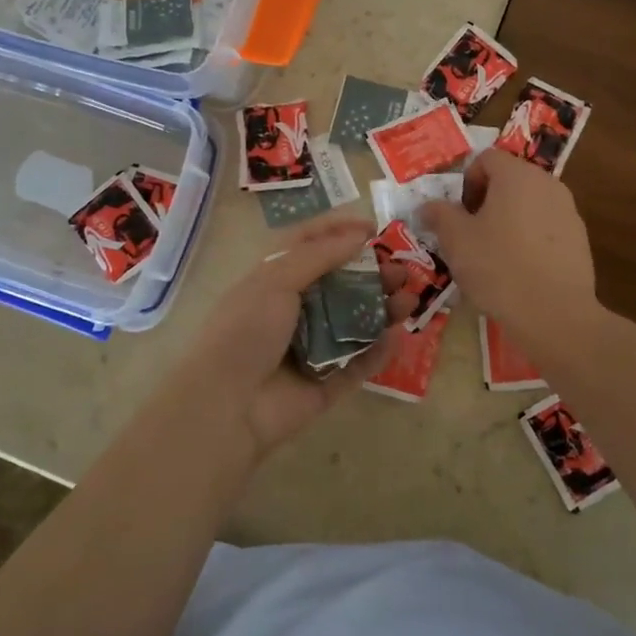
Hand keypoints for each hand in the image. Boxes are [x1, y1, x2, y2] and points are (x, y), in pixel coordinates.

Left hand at [164, 213, 404, 464]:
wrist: (226, 405)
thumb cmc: (246, 330)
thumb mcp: (275, 279)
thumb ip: (319, 255)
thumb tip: (357, 235)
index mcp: (273, 280)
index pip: (309, 247)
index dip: (339, 233)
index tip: (373, 230)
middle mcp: (293, 311)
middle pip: (341, 285)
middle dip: (373, 275)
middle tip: (402, 271)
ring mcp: (311, 348)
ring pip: (355, 323)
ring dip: (383, 310)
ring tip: (409, 302)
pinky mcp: (326, 384)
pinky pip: (358, 363)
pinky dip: (378, 351)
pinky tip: (398, 337)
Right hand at [418, 149, 600, 358]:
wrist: (555, 314)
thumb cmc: (498, 267)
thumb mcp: (456, 241)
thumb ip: (439, 215)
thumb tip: (427, 206)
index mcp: (517, 175)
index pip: (485, 158)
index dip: (466, 181)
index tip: (458, 214)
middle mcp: (547, 183)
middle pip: (509, 179)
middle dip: (486, 201)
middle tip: (470, 235)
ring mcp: (568, 211)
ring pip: (528, 204)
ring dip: (507, 220)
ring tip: (493, 255)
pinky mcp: (579, 239)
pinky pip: (545, 228)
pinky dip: (529, 239)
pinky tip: (519, 271)